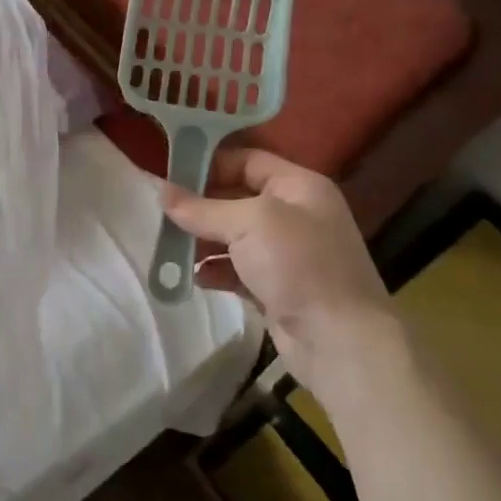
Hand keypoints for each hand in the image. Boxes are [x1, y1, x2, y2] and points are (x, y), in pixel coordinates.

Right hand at [162, 149, 402, 394]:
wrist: (339, 341)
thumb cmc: (299, 265)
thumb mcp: (249, 224)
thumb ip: (202, 208)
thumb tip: (161, 191)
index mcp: (299, 187)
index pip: (248, 160)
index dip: (210, 164)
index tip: (170, 174)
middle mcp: (295, 214)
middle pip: (236, 198)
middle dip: (200, 205)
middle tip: (161, 211)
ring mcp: (286, 253)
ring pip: (234, 236)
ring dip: (202, 240)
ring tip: (167, 245)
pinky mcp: (276, 287)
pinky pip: (236, 269)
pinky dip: (215, 271)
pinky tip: (193, 277)